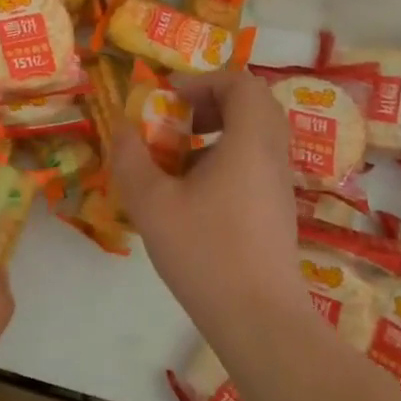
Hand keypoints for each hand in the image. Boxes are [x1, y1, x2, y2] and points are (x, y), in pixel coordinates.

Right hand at [111, 68, 300, 303]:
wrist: (259, 319)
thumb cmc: (205, 253)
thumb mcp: (152, 203)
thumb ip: (131, 159)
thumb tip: (120, 128)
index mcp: (249, 143)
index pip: (242, 84)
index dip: (204, 81)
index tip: (170, 98)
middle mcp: (272, 157)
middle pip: (254, 105)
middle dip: (213, 102)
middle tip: (178, 119)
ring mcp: (280, 186)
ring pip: (257, 136)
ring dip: (219, 131)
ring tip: (180, 156)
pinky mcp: (277, 211)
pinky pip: (256, 163)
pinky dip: (228, 159)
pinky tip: (195, 193)